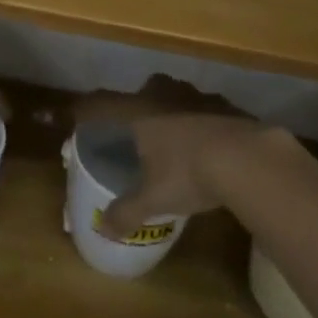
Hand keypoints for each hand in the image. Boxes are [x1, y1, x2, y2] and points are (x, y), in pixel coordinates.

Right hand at [72, 76, 275, 236]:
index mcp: (139, 113)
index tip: (68, 114)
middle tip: (137, 127)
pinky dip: (203, 121)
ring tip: (176, 135)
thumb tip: (104, 228)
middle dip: (138, 103)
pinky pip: (207, 108)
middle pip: (144, 89)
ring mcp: (199, 97)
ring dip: (173, 109)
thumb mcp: (153, 199)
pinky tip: (211, 144)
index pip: (101, 105)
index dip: (82, 110)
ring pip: (178, 95)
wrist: (249, 158)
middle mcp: (165, 96)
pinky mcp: (228, 106)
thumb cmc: (189, 174)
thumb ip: (126, 212)